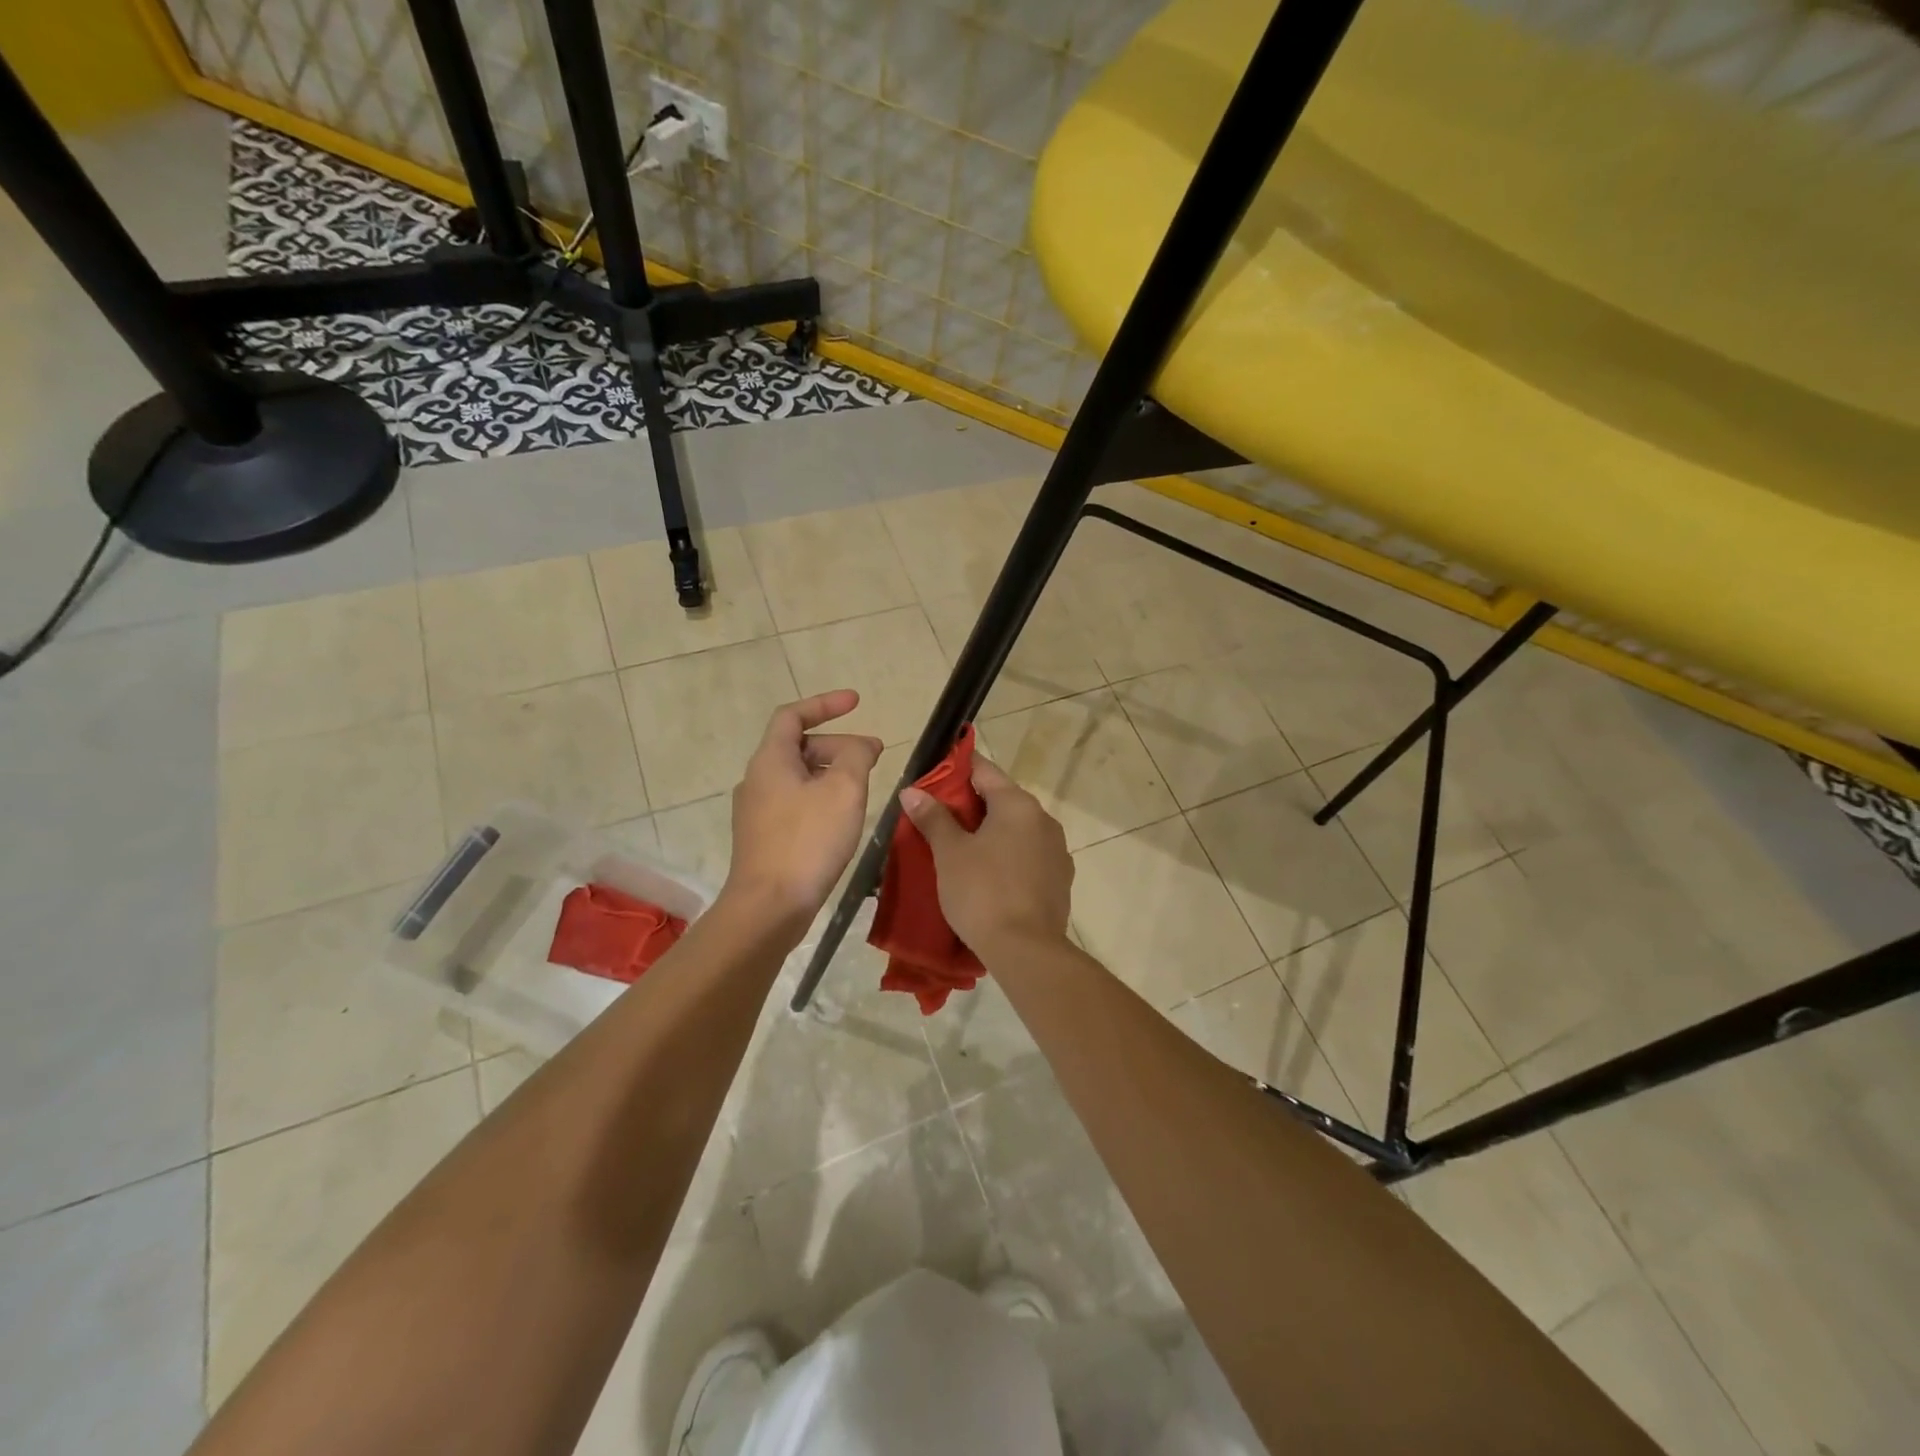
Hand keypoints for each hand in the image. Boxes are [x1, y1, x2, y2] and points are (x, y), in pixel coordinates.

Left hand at [723, 691, 882, 931]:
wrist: (769, 906)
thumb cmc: (807, 840)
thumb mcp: (844, 790)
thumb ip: (857, 756)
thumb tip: (863, 745)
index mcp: (770, 760)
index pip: (793, 715)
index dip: (825, 704)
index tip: (856, 702)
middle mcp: (757, 780)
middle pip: (798, 747)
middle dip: (837, 745)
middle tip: (873, 757)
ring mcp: (756, 811)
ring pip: (798, 777)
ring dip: (831, 773)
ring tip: (863, 788)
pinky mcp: (763, 838)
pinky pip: (795, 803)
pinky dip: (821, 797)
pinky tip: (842, 819)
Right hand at [899, 755, 1072, 958]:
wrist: (1026, 950)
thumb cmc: (982, 892)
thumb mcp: (950, 853)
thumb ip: (933, 818)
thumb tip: (912, 791)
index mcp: (1018, 804)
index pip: (984, 770)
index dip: (956, 770)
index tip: (933, 777)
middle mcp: (1044, 819)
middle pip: (1002, 800)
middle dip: (971, 806)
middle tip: (938, 817)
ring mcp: (1057, 851)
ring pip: (1017, 830)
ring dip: (992, 833)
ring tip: (961, 849)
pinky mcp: (1060, 880)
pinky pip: (1029, 856)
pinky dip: (1008, 857)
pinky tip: (989, 876)